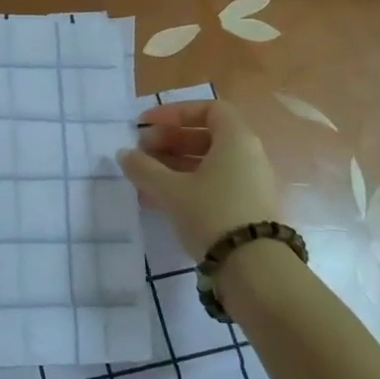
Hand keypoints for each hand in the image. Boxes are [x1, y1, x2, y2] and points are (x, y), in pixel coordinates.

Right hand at [116, 99, 281, 261]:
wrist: (255, 270)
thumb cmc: (212, 214)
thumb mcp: (170, 190)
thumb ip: (143, 168)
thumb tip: (124, 154)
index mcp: (236, 139)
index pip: (208, 109)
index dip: (174, 113)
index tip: (146, 125)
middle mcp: (249, 156)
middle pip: (206, 136)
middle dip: (169, 141)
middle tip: (141, 152)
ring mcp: (251, 184)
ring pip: (208, 164)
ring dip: (173, 166)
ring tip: (143, 180)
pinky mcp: (248, 210)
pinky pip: (214, 186)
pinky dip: (187, 186)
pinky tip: (159, 202)